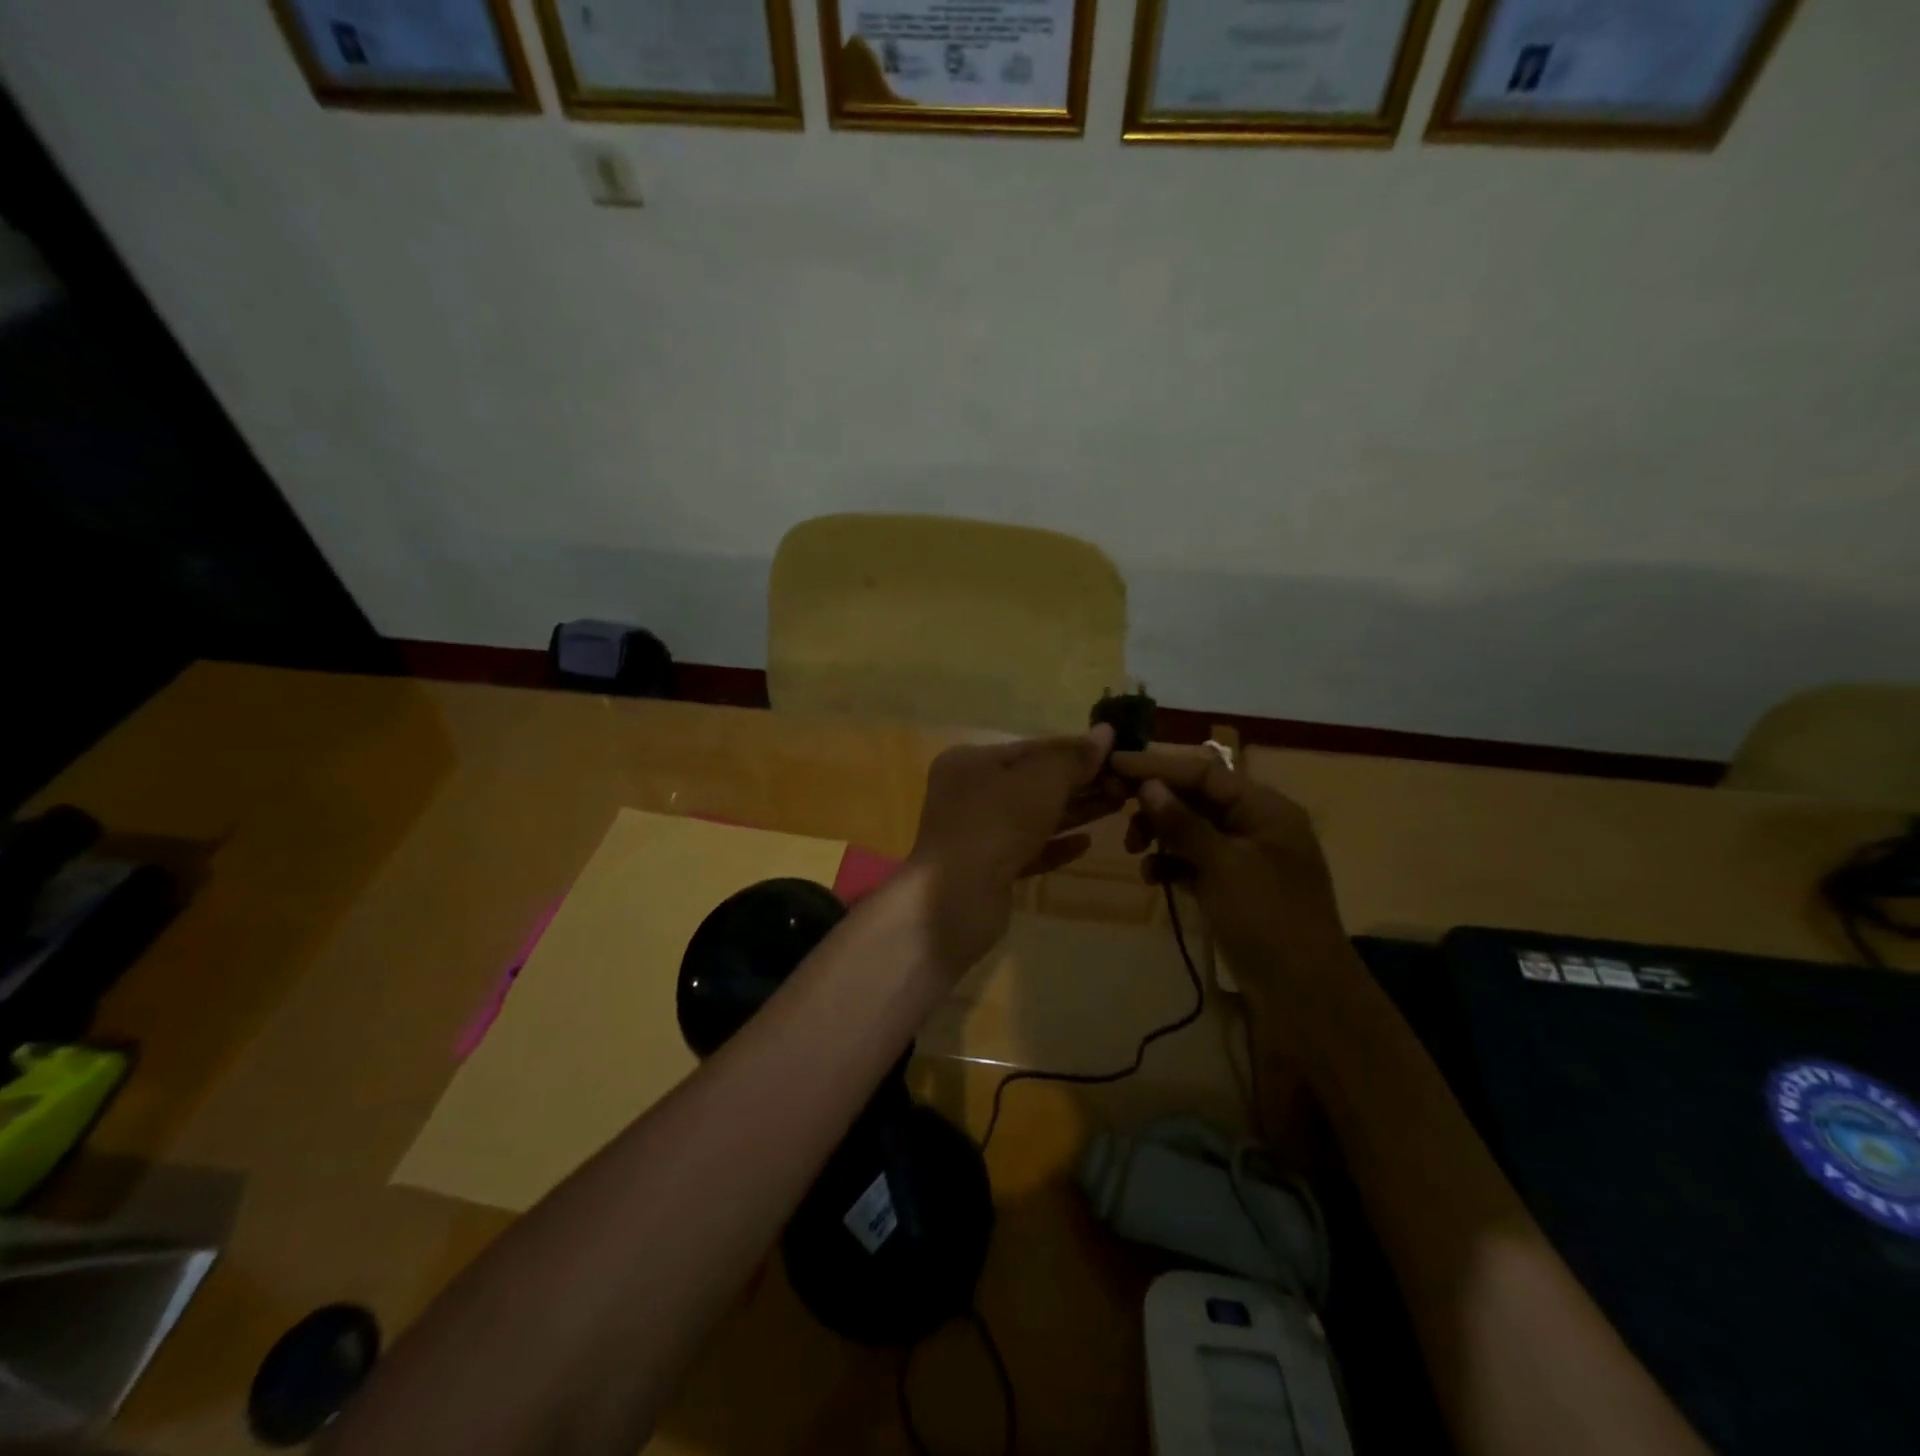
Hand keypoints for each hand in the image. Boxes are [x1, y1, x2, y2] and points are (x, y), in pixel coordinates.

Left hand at [909, 725, 1121, 973]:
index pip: (1031, 748)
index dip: (1075, 750)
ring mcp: (975, 834)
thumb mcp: (1040, 781)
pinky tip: (1086, 843)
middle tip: (1125, 784)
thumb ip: (1073, 757)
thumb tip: (1106, 732)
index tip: (1116, 754)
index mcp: (970, 761)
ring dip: (1073, 812)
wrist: (956, 900)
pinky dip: (1054, 845)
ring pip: (1032, 817)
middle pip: (1032, 782)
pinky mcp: (986, 870)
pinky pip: (1027, 850)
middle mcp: (967, 793)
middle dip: (1078, 783)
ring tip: (1117, 806)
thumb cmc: (996, 824)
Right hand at [1111, 748, 1347, 999]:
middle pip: (1195, 797)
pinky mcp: (1231, 886)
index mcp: (1265, 809)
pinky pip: (1193, 861)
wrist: (1304, 994)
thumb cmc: (1268, 919)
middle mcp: (1255, 825)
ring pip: (1191, 829)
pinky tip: (1152, 877)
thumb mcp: (1223, 866)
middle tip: (1115, 807)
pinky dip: (1171, 863)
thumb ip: (1183, 823)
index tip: (1114, 763)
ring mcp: (1243, 857)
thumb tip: (1148, 785)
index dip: (1158, 765)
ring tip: (1133, 850)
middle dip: (1156, 802)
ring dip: (1159, 833)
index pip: (1204, 772)